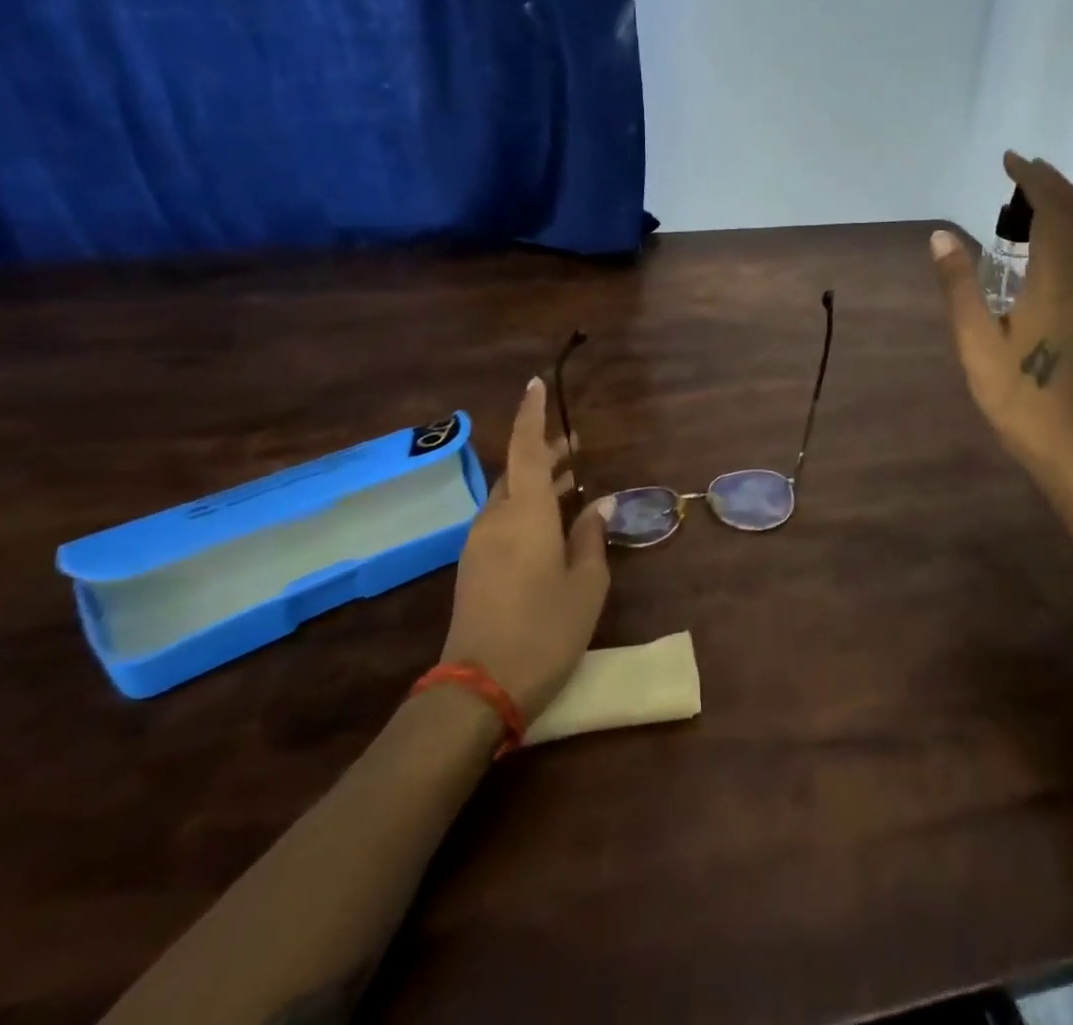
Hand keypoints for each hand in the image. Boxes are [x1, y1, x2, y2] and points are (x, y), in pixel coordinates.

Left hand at [440, 378, 612, 721]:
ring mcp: (480, 543)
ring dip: (536, 482)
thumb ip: (591, 538)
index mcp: (526, 514)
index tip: (535, 384)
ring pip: (509, 496)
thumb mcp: (585, 585)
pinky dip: (526, 507)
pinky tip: (550, 523)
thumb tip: (598, 505)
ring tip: (570, 481)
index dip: (531, 414)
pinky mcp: (473, 566)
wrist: (478, 688)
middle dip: (544, 453)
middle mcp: (497, 518)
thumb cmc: (544, 630)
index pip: (525, 449)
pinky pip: (502, 519)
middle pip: (518, 471)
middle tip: (575, 447)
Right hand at [932, 152, 1072, 473]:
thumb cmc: (1015, 395)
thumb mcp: (975, 342)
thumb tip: (941, 236)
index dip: (1034, 180)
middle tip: (1021, 172)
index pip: (1054, 213)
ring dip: (1070, 207)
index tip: (1010, 161)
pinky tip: (1055, 244)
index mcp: (1057, 284)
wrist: (1067, 443)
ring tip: (1035, 200)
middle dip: (1054, 185)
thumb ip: (959, 286)